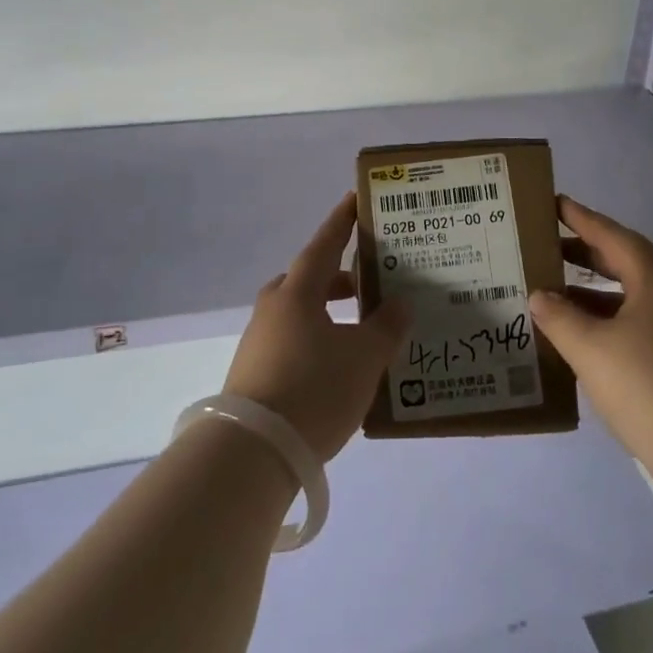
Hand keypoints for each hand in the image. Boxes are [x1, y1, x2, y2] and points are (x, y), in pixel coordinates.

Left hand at [223, 192, 408, 461]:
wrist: (253, 453)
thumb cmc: (314, 390)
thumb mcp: (364, 358)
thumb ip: (386, 326)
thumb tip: (399, 301)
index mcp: (297, 293)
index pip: (324, 244)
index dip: (342, 222)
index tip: (355, 200)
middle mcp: (273, 309)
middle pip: (309, 280)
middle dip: (340, 278)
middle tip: (370, 283)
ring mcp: (259, 341)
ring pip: (300, 313)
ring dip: (329, 313)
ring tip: (362, 329)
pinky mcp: (255, 373)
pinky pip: (294, 341)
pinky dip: (319, 340)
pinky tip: (339, 366)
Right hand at [529, 196, 652, 472]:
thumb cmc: (648, 387)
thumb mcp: (590, 349)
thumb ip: (559, 317)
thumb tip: (539, 296)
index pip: (615, 237)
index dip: (583, 219)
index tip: (556, 204)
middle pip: (627, 264)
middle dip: (586, 254)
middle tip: (549, 247)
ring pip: (633, 297)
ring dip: (595, 292)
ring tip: (556, 295)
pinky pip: (640, 324)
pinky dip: (609, 320)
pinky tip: (585, 339)